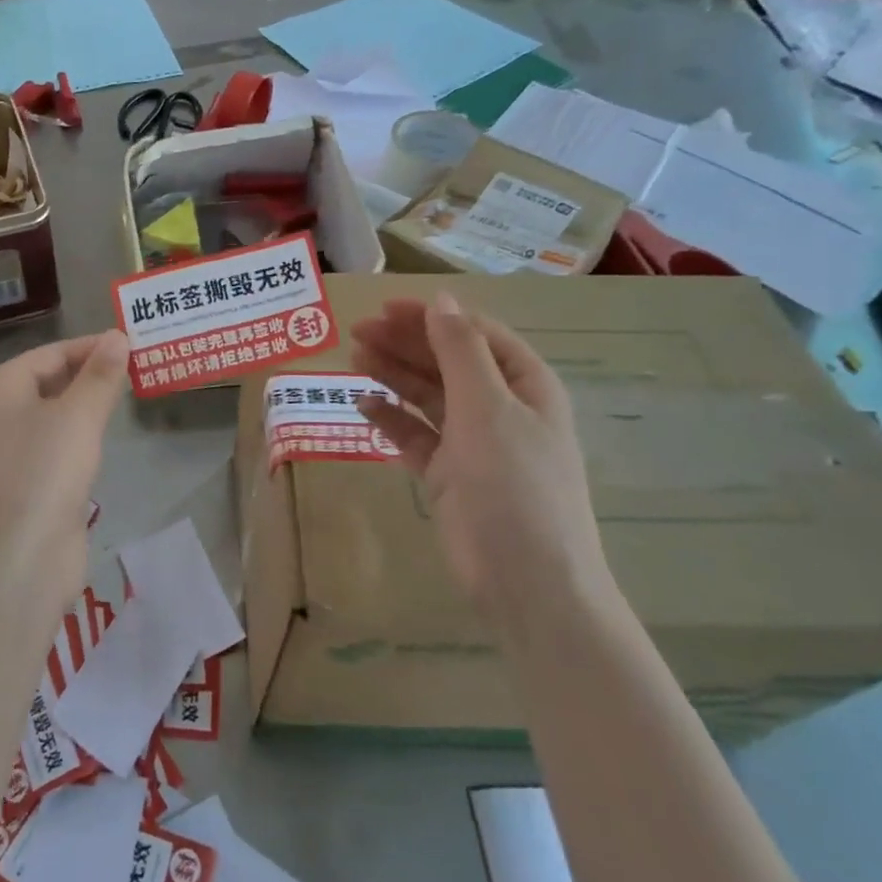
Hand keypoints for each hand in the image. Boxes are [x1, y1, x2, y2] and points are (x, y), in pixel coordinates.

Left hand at [0, 331, 129, 606]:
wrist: (14, 564)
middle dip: (91, 374)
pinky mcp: (26, 489)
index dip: (91, 346)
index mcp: (1, 390)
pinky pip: (56, 451)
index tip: (132, 343)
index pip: (50, 354)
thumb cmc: (42, 475)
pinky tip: (104, 442)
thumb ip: (100, 376)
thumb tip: (118, 336)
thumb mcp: (78, 417)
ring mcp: (10, 456)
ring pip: (54, 418)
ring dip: (87, 407)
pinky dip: (81, 440)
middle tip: (138, 368)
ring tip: (128, 396)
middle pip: (49, 383)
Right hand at [351, 293, 611, 628]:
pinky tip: (362, 406)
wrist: (527, 582)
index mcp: (524, 385)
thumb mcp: (488, 407)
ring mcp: (472, 443)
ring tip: (354, 359)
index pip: (475, 335)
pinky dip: (390, 420)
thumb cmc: (514, 484)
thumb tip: (441, 299)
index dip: (433, 317)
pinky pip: (415, 435)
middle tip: (358, 332)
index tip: (386, 308)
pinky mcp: (447, 475)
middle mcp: (499, 408)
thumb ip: (460, 351)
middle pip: (447, 362)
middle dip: (405, 343)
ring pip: (427, 396)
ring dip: (393, 375)